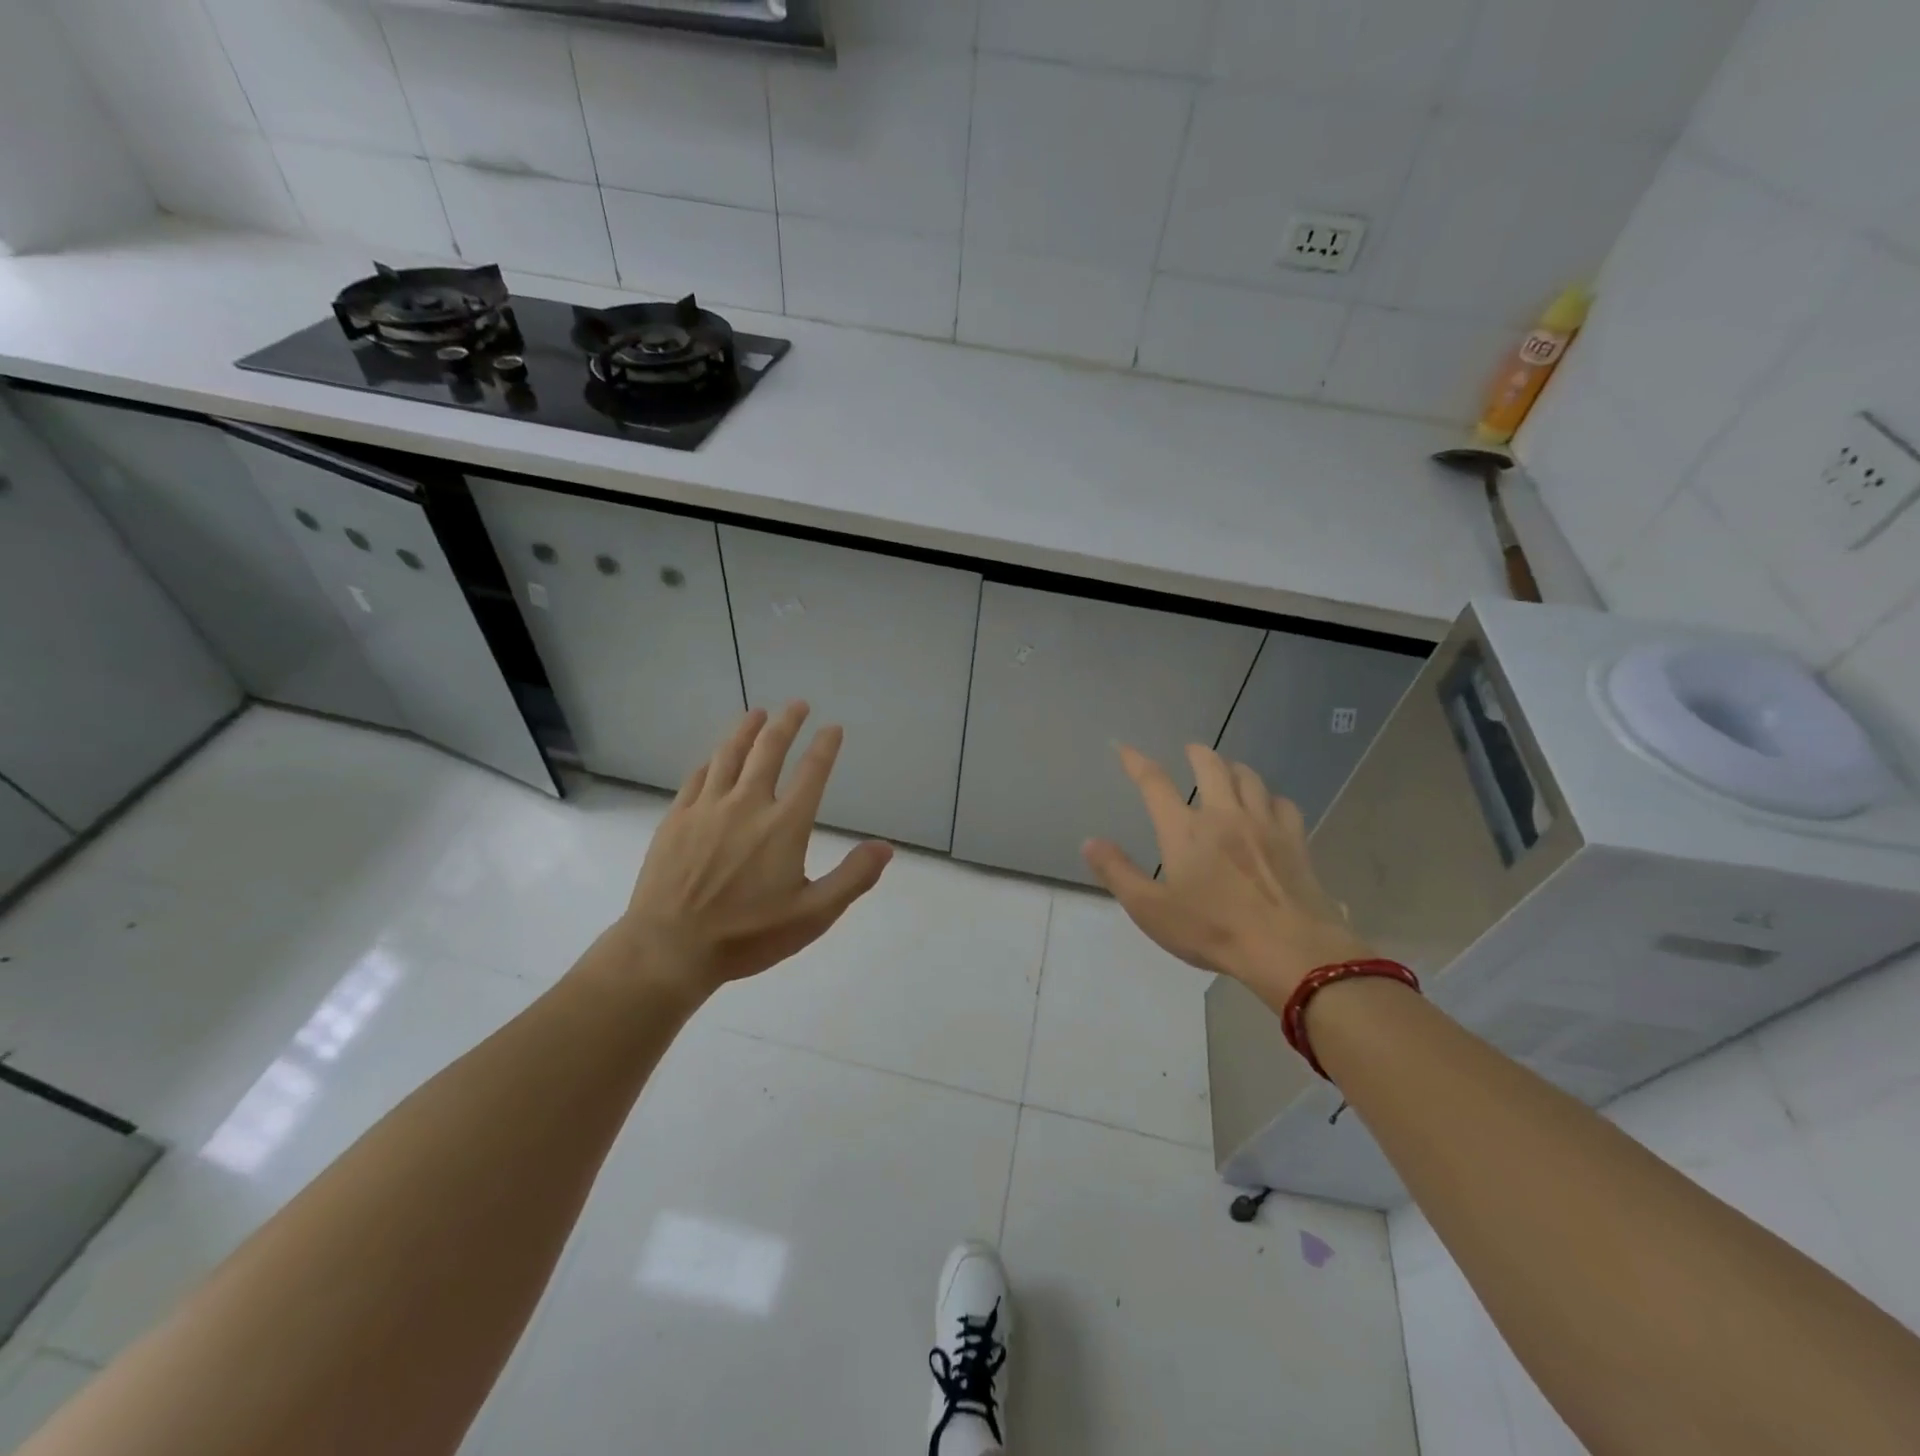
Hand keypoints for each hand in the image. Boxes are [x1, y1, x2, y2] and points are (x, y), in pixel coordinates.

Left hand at [616, 702, 893, 996]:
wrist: (669, 949)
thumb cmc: (747, 936)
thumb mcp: (813, 915)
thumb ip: (853, 878)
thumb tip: (885, 847)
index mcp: (784, 825)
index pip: (812, 773)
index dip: (825, 747)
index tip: (833, 728)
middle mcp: (747, 805)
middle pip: (769, 750)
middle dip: (787, 723)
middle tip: (797, 705)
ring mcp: (707, 808)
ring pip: (729, 755)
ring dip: (746, 730)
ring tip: (757, 713)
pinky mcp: (676, 819)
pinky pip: (697, 778)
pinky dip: (712, 762)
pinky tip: (715, 758)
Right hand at [1083, 743, 1372, 1008]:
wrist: (1289, 949)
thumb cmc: (1213, 930)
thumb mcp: (1151, 910)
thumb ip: (1118, 873)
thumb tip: (1090, 841)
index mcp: (1185, 830)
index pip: (1155, 783)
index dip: (1137, 762)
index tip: (1125, 748)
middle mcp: (1224, 815)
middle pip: (1211, 766)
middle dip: (1198, 753)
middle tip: (1191, 749)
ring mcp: (1264, 824)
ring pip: (1249, 778)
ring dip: (1234, 768)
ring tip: (1228, 769)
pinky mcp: (1295, 840)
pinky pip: (1282, 803)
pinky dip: (1270, 797)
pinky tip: (1268, 805)